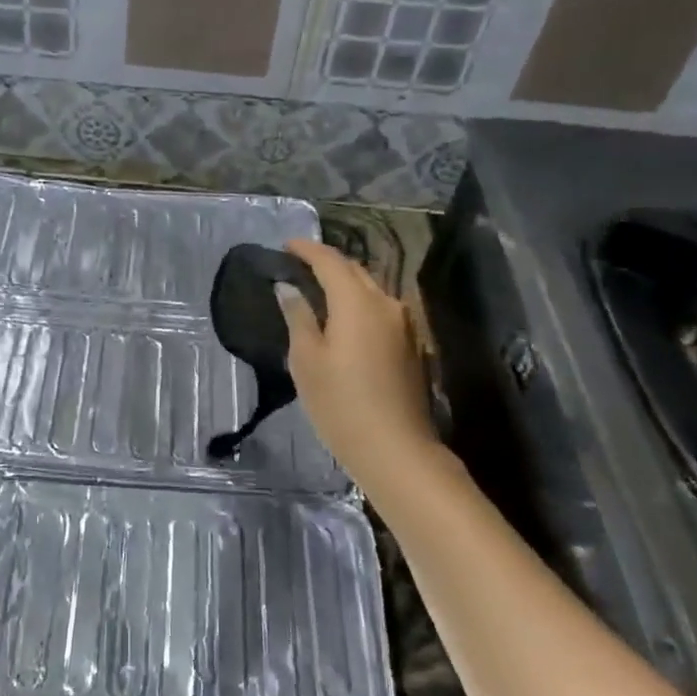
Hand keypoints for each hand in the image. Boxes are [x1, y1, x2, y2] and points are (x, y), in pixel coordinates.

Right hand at [277, 239, 441, 490]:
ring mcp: (404, 325)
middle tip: (299, 266)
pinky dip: (358, 304)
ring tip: (318, 291)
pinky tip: (343, 319)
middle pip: (355, 271)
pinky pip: (380, 310)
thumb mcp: (306, 360)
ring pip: (371, 290)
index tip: (285, 245)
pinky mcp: (411, 345)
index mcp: (357, 302)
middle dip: (327, 263)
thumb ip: (298, 317)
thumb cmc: (340, 404)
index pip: (330, 261)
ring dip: (345, 284)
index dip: (306, 249)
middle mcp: (386, 303)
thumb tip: (288, 288)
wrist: (396, 450)